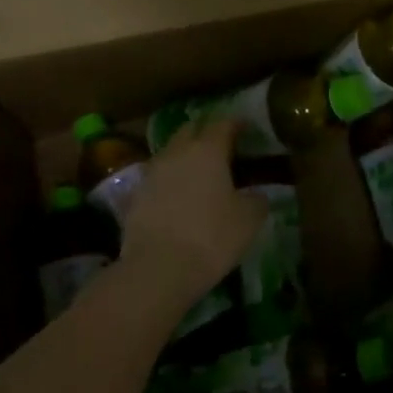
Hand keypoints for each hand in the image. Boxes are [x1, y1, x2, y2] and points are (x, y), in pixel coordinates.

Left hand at [118, 119, 268, 309]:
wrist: (158, 268)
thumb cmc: (211, 237)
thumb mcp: (248, 220)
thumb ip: (256, 200)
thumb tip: (257, 193)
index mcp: (207, 149)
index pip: (223, 124)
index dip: (236, 123)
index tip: (245, 128)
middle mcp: (177, 152)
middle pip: (191, 130)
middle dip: (206, 132)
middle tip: (221, 145)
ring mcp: (152, 172)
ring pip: (170, 152)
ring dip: (185, 155)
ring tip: (198, 171)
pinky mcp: (135, 194)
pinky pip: (157, 177)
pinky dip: (169, 180)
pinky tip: (177, 195)